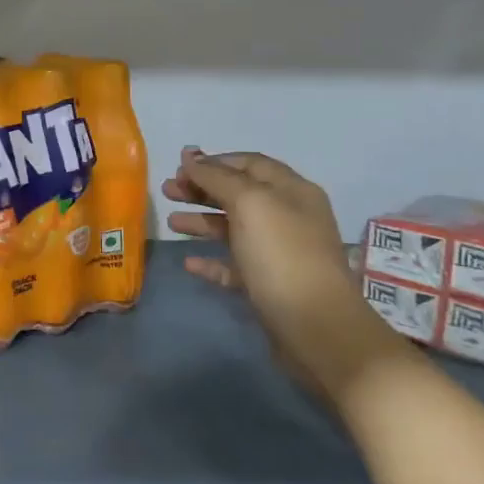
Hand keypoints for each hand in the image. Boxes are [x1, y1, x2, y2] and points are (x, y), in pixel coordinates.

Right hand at [163, 147, 393, 398]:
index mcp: (291, 191)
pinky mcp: (269, 285)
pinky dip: (211, 260)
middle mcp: (288, 217)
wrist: (316, 327)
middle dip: (202, 190)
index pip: (250, 164)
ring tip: (171, 223)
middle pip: (239, 194)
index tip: (179, 166)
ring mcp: (279, 253)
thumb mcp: (250, 204)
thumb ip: (217, 177)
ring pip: (234, 229)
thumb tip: (190, 156)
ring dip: (202, 222)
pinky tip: (188, 263)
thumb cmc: (282, 255)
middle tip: (167, 191)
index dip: (214, 162)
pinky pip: (235, 266)